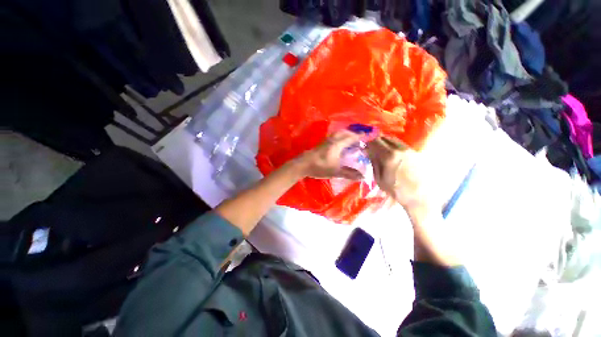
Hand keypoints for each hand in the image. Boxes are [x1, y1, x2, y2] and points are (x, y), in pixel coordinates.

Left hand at [295, 130, 364, 179]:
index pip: (351, 137)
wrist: (303, 165)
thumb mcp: (335, 172)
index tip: (367, 135)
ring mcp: (325, 141)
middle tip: (359, 138)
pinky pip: (333, 136)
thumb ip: (349, 173)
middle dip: (353, 134)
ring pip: (338, 133)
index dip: (360, 136)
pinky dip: (339, 136)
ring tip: (350, 140)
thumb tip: (362, 176)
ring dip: (345, 134)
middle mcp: (332, 140)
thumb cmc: (320, 167)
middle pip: (344, 133)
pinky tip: (339, 144)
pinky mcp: (321, 143)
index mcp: (337, 144)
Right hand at [366, 137, 431, 210]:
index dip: (368, 141)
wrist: (421, 197)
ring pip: (394, 140)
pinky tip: (392, 155)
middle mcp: (400, 149)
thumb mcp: (379, 178)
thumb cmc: (397, 190)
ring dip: (385, 142)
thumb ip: (374, 162)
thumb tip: (368, 151)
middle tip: (372, 147)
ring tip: (381, 151)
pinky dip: (393, 146)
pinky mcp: (416, 153)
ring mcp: (410, 150)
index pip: (375, 141)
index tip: (364, 145)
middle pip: (385, 137)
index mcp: (389, 156)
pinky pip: (401, 145)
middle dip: (376, 141)